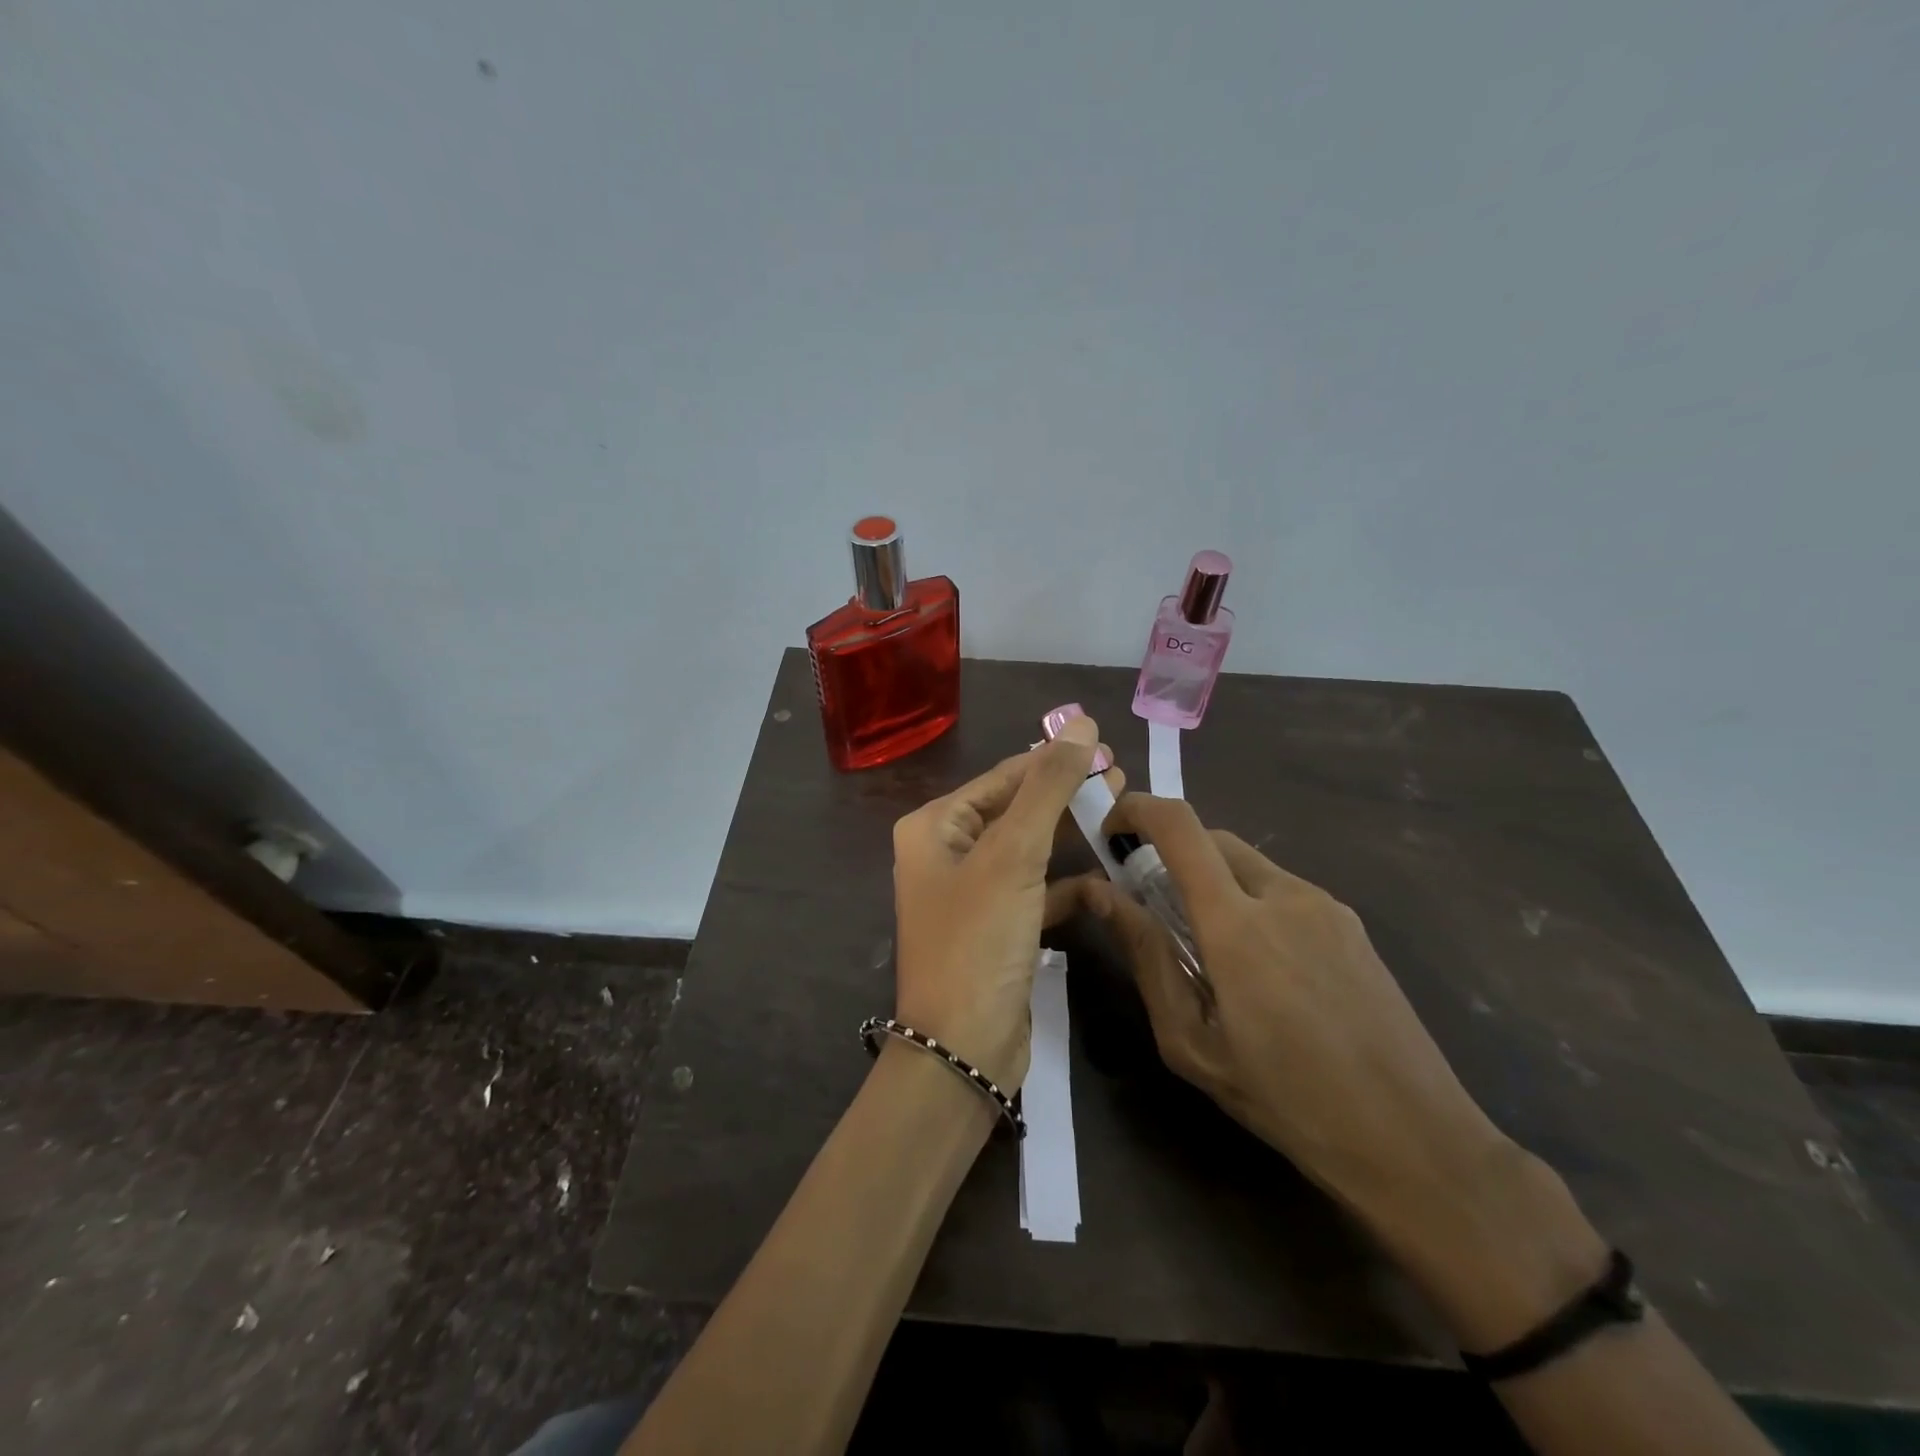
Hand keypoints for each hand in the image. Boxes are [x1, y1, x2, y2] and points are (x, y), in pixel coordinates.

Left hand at [890, 716, 1122, 1091]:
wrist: (963, 1049)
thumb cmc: (978, 940)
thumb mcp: (1013, 855)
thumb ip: (1048, 787)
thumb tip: (1081, 724)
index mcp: (934, 827)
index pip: (1002, 778)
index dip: (1053, 760)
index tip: (1105, 747)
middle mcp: (946, 854)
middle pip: (1015, 810)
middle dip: (1065, 793)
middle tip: (1121, 777)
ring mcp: (971, 894)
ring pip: (1028, 849)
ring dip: (1070, 832)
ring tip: (1121, 810)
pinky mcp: (996, 929)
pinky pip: (1035, 890)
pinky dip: (1066, 880)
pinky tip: (1106, 873)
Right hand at [1069, 794, 1507, 1224]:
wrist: (1414, 1139)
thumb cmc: (1286, 1099)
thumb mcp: (1191, 1041)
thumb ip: (1145, 956)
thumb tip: (1100, 893)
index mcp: (1237, 924)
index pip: (1179, 826)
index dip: (1137, 809)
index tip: (1110, 833)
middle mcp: (1283, 894)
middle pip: (1210, 837)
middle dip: (1169, 854)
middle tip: (1153, 908)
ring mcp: (1325, 904)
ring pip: (1248, 863)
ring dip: (1212, 883)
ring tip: (1212, 953)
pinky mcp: (1352, 923)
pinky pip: (1283, 890)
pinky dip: (1252, 903)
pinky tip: (1264, 970)